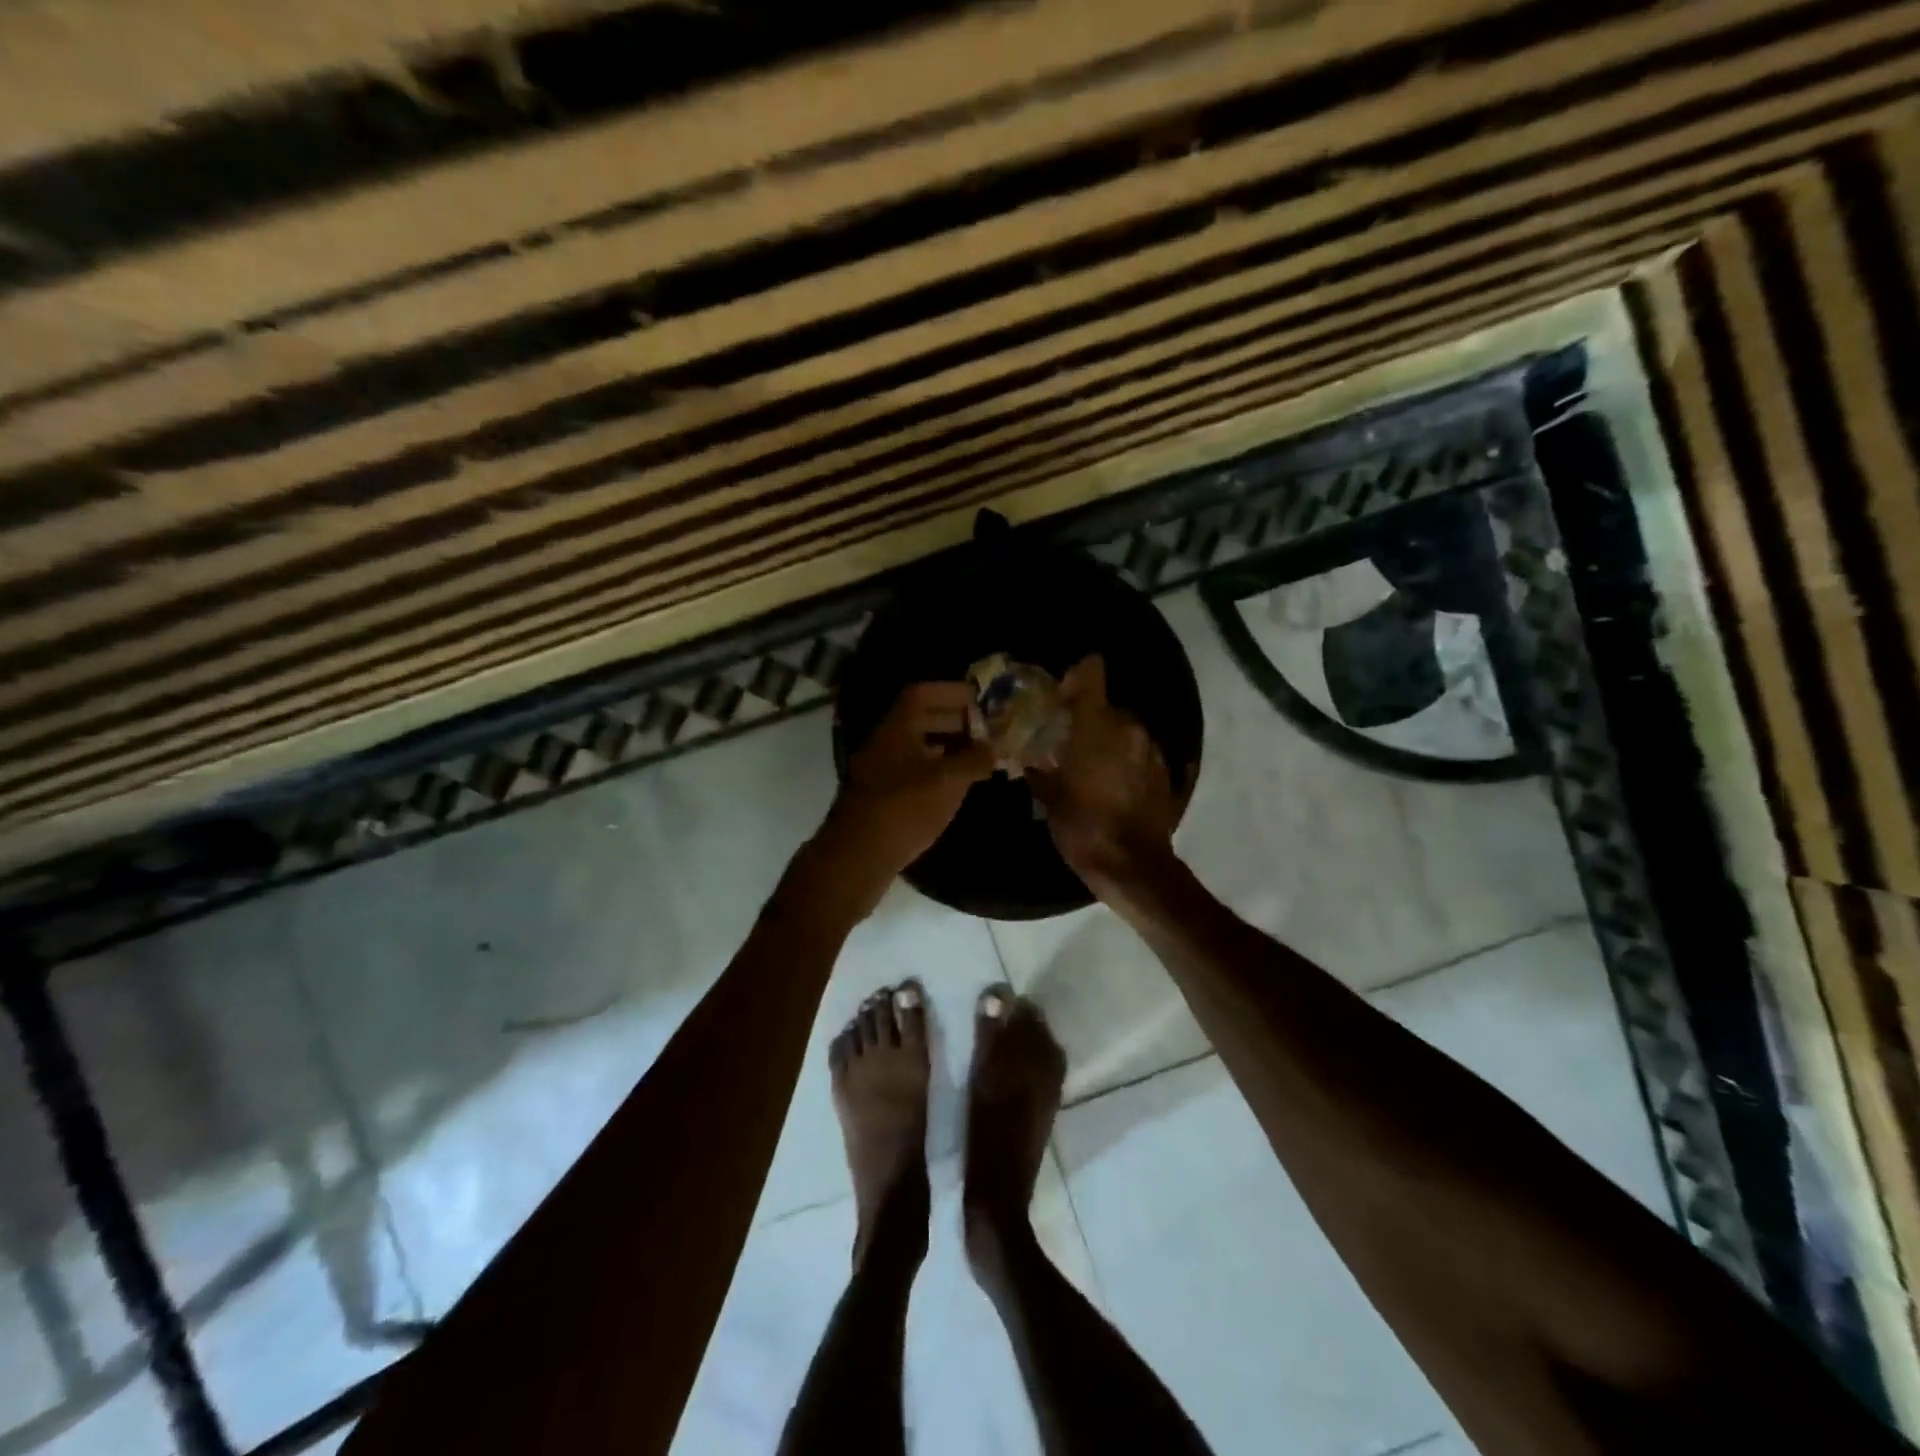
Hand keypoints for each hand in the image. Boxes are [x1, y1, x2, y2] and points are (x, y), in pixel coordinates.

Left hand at [812, 683, 995, 916]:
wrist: (856, 857)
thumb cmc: (903, 810)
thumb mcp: (946, 782)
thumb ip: (974, 761)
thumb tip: (995, 748)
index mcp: (896, 729)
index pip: (922, 693)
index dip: (951, 691)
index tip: (980, 699)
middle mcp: (885, 743)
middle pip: (920, 719)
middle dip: (955, 720)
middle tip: (987, 729)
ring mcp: (881, 771)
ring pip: (917, 747)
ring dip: (947, 746)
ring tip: (978, 756)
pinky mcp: (882, 797)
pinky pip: (913, 771)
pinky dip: (936, 770)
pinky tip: (956, 785)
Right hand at [1028, 657, 1178, 894]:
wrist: (1133, 866)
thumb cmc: (1083, 826)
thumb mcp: (1048, 797)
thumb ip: (1038, 767)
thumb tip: (1027, 756)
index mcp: (1097, 723)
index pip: (1091, 671)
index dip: (1076, 676)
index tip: (1061, 694)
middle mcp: (1129, 726)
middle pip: (1106, 706)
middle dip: (1088, 718)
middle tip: (1067, 741)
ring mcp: (1153, 749)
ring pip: (1125, 731)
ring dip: (1108, 741)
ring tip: (1090, 767)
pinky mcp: (1167, 772)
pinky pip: (1140, 754)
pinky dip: (1126, 761)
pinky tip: (1113, 785)